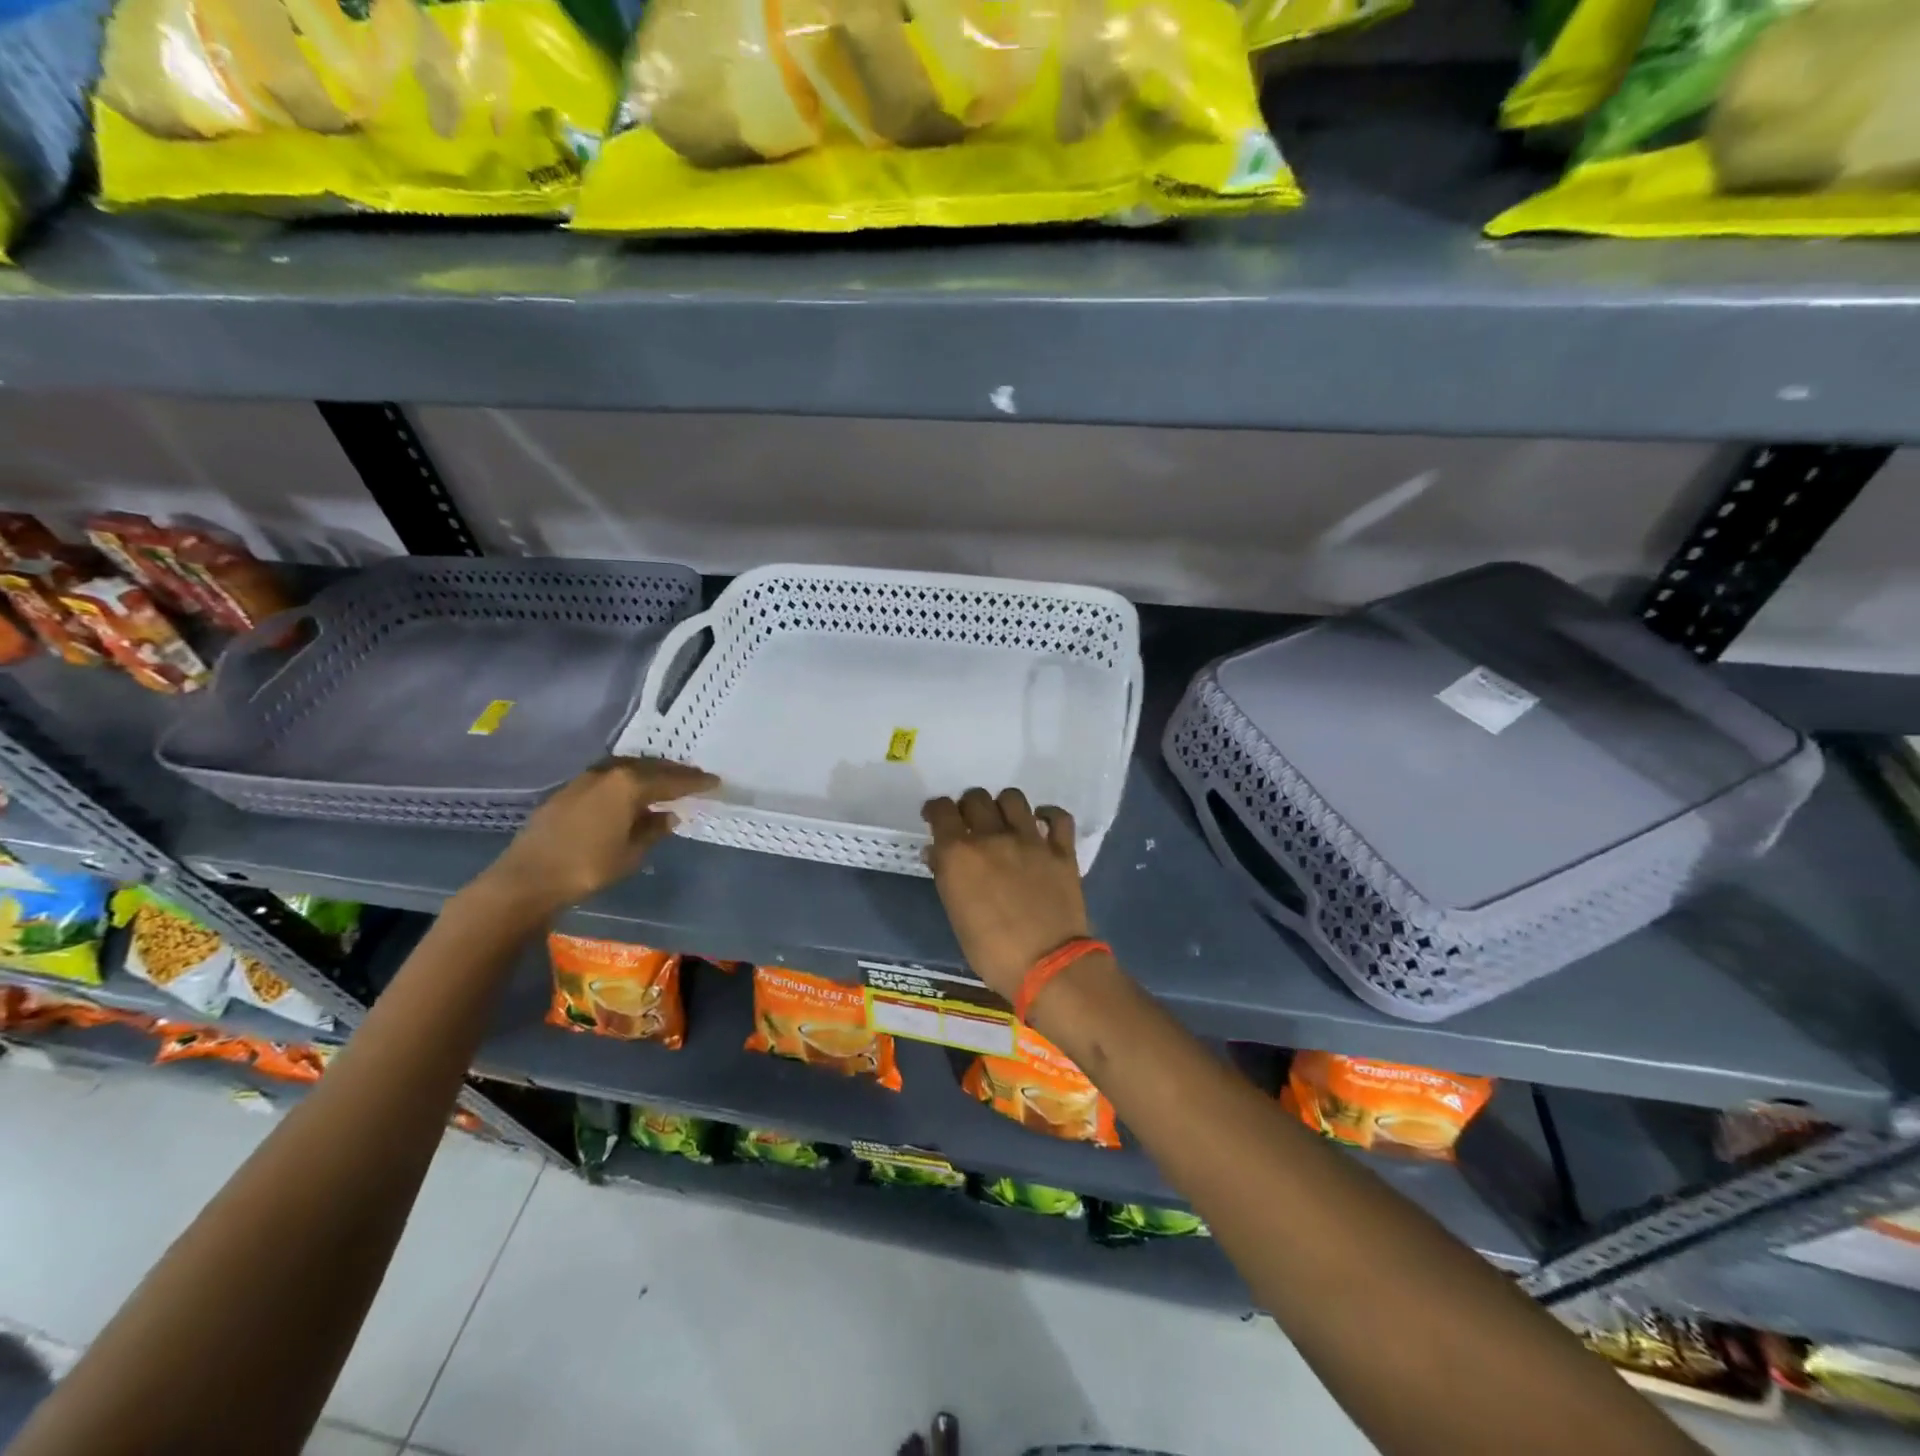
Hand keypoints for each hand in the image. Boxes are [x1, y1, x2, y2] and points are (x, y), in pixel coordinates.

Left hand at [485, 757, 716, 913]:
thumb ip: (653, 830)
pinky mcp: (569, 790)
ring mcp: (586, 779)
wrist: (527, 878)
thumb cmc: (587, 867)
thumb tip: (669, 817)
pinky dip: (627, 781)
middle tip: (695, 778)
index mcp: (629, 785)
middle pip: (650, 767)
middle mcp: (609, 773)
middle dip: (675, 773)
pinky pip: (609, 777)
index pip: (672, 780)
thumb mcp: (631, 853)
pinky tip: (631, 794)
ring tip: (666, 783)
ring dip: (650, 774)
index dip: (696, 782)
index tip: (715, 782)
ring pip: (628, 769)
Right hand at [922, 787, 1090, 1001]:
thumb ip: (947, 877)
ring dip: (1003, 806)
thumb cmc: (991, 952)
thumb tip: (938, 853)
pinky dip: (1049, 816)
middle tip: (970, 824)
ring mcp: (1031, 840)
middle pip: (975, 798)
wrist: (1048, 966)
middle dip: (968, 806)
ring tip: (1004, 822)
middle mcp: (993, 837)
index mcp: (960, 853)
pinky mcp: (1061, 850)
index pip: (941, 810)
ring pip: (1013, 798)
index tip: (936, 818)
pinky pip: (1058, 817)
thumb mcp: (956, 916)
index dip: (935, 810)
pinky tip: (1042, 824)